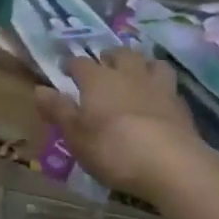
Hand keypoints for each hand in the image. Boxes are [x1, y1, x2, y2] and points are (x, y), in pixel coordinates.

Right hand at [35, 48, 217, 202]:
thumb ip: (58, 110)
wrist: (171, 164)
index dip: (71, 65)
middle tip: (103, 66)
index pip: (80, 63)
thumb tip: (39, 89)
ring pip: (149, 61)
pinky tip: (157, 99)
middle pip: (118, 53)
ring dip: (140, 64)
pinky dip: (160, 86)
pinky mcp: (180, 103)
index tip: (65, 70)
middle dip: (108, 57)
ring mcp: (157, 86)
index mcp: (97, 79)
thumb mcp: (75, 135)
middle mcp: (127, 74)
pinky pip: (168, 84)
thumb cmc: (113, 149)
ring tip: (135, 75)